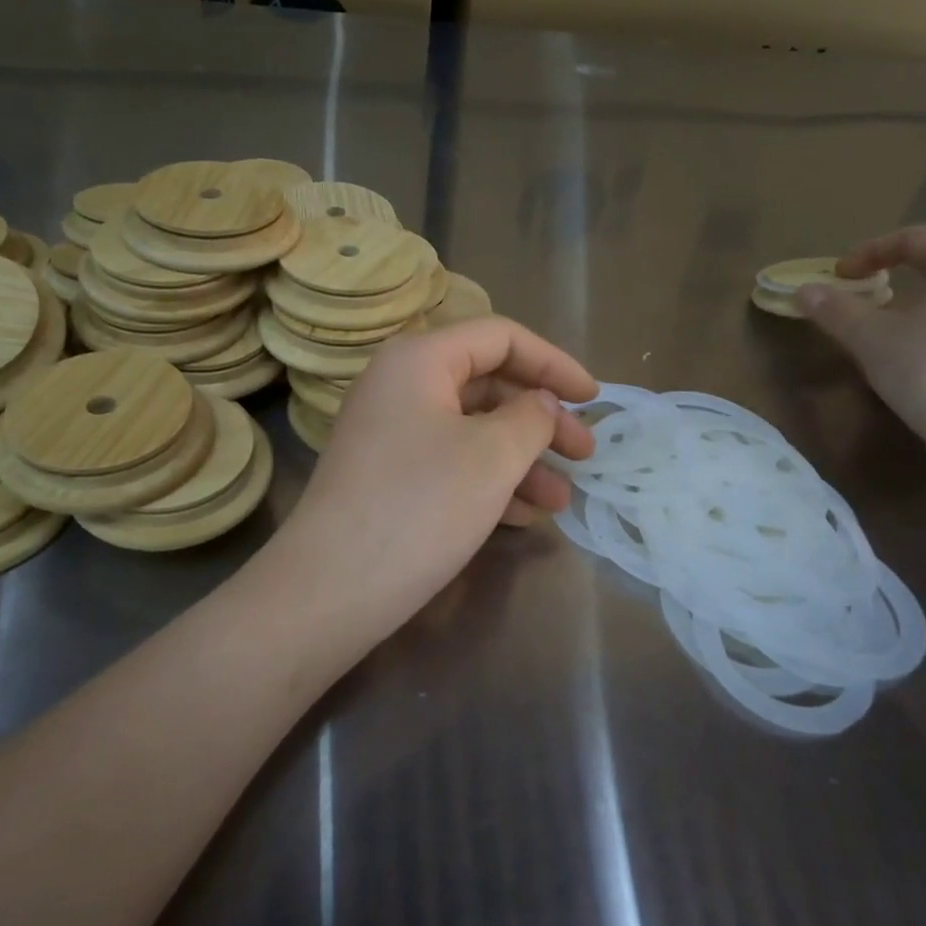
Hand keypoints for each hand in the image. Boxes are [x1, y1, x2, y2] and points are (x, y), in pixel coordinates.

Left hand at [270, 318, 597, 634]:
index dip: (554, 363)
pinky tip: (524, 517)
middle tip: (585, 455)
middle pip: (488, 385)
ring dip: (522, 460)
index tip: (594, 399)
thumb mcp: (492, 455)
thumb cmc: (421, 506)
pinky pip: (450, 462)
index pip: (500, 337)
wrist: (332, 589)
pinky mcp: (387, 476)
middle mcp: (400, 386)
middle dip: (542, 420)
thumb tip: (539, 403)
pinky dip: (490, 482)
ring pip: (472, 430)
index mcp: (419, 360)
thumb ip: (532, 417)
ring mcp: (390, 433)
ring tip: (561, 501)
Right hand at [795, 226, 925, 454]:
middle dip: (897, 281)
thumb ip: (836, 311)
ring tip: (886, 338)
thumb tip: (804, 291)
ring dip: (918, 312)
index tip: (842, 273)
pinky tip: (917, 368)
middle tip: (863, 302)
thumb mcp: (870, 339)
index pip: (920, 238)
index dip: (874, 249)